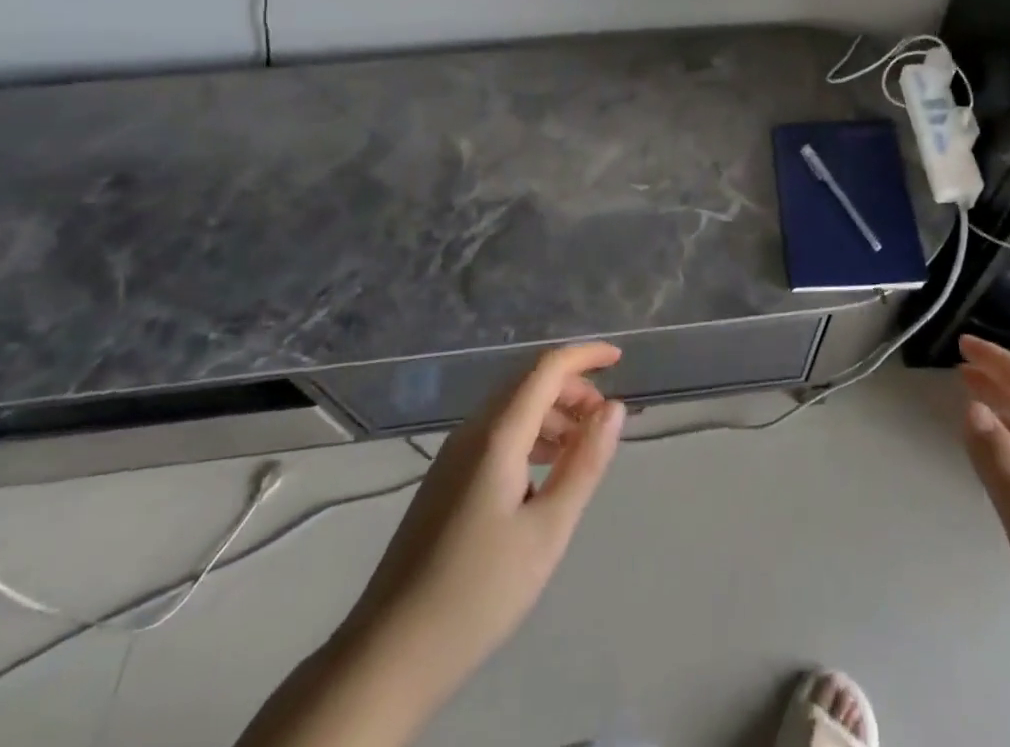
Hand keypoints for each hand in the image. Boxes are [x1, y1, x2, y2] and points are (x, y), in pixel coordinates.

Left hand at [361, 342, 626, 683]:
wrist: (390, 654)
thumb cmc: (479, 592)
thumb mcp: (547, 530)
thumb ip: (584, 463)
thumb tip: (614, 408)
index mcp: (497, 435)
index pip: (546, 368)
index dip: (585, 356)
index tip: (620, 359)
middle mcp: (472, 431)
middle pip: (528, 382)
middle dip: (572, 387)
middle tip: (604, 420)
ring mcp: (453, 455)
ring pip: (511, 408)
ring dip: (552, 413)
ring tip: (581, 449)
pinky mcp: (446, 479)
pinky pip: (496, 433)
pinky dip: (529, 435)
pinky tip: (543, 473)